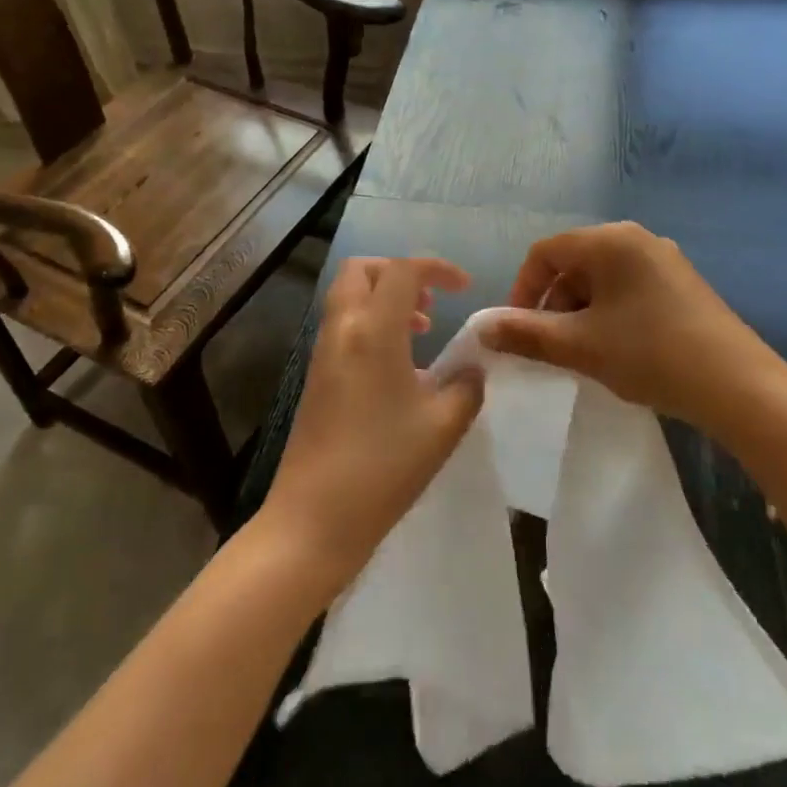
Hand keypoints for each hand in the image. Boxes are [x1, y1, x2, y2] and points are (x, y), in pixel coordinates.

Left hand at [262, 257, 482, 589]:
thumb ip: (466, 386)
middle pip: (361, 271)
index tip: (465, 288)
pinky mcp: (316, 377)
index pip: (402, 271)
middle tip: (431, 302)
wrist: (314, 518)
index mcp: (373, 331)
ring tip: (422, 331)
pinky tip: (399, 367)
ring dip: (384, 300)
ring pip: (349, 297)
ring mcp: (323, 353)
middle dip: (398, 273)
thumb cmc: (383, 467)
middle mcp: (342, 330)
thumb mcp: (443, 426)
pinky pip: (344, 326)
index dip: (437, 268)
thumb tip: (472, 368)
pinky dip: (371, 324)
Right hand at [482, 222, 786, 440]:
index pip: (545, 252)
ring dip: (580, 312)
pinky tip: (617, 349)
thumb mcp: (579, 346)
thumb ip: (526, 334)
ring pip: (601, 279)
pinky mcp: (681, 283)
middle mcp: (637, 238)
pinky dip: (609, 313)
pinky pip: (628, 288)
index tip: (518, 330)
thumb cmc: (650, 354)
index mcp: (610, 241)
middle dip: (553, 303)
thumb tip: (482, 328)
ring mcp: (663, 259)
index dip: (522, 289)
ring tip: (585, 353)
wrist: (738, 385)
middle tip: (551, 347)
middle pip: (574, 263)